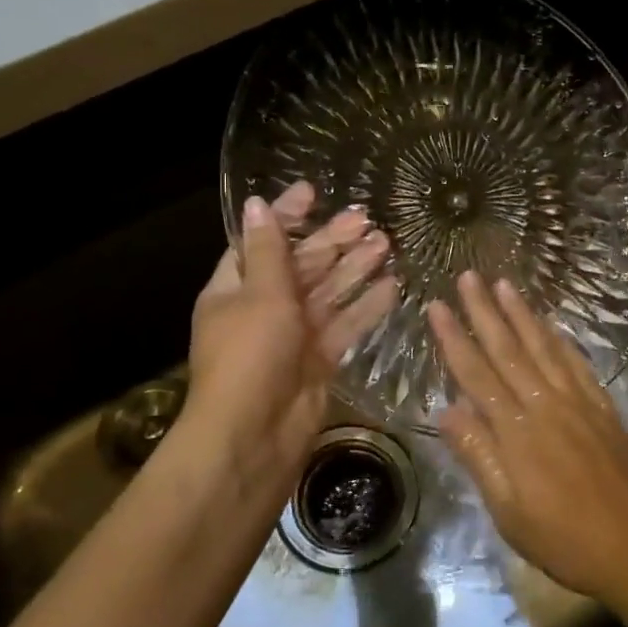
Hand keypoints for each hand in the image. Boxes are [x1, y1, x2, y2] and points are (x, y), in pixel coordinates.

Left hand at [184, 183, 395, 506]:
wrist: (255, 434)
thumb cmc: (249, 355)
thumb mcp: (259, 295)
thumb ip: (269, 251)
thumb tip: (257, 204)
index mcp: (235, 288)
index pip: (261, 241)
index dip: (286, 216)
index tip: (313, 192)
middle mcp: (263, 308)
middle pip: (301, 265)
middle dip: (332, 241)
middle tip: (366, 218)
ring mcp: (293, 335)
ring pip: (328, 293)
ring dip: (354, 269)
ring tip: (386, 243)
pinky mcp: (319, 359)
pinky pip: (344, 325)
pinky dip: (365, 307)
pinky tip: (392, 286)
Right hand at [427, 272, 627, 603]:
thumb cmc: (562, 539)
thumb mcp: (508, 510)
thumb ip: (479, 456)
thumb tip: (447, 410)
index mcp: (517, 431)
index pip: (476, 374)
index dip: (454, 338)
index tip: (437, 306)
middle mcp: (547, 406)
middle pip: (509, 350)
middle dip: (486, 311)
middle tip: (469, 276)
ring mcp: (580, 404)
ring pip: (545, 348)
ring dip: (522, 314)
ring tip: (506, 284)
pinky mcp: (605, 410)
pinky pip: (579, 365)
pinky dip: (561, 340)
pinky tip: (552, 325)